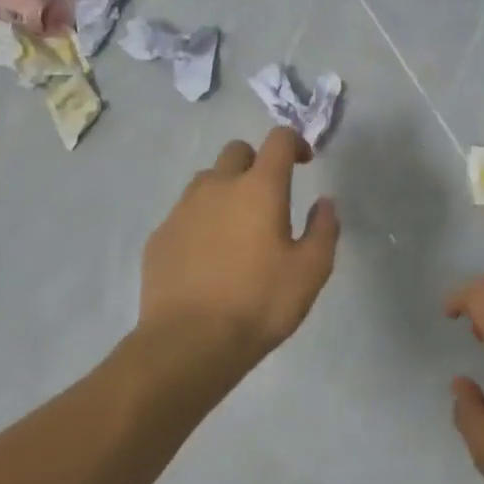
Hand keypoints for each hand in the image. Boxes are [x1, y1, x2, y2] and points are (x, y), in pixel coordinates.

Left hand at [140, 128, 339, 375]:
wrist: (188, 343)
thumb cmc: (259, 303)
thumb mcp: (311, 271)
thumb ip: (324, 229)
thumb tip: (324, 203)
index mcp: (259, 188)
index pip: (278, 140)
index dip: (294, 142)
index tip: (305, 162)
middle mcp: (218, 187)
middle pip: (237, 151)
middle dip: (257, 163)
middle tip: (269, 197)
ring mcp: (183, 210)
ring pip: (207, 181)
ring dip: (226, 190)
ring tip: (238, 228)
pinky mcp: (160, 236)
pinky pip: (185, 213)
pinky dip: (202, 221)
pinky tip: (209, 256)